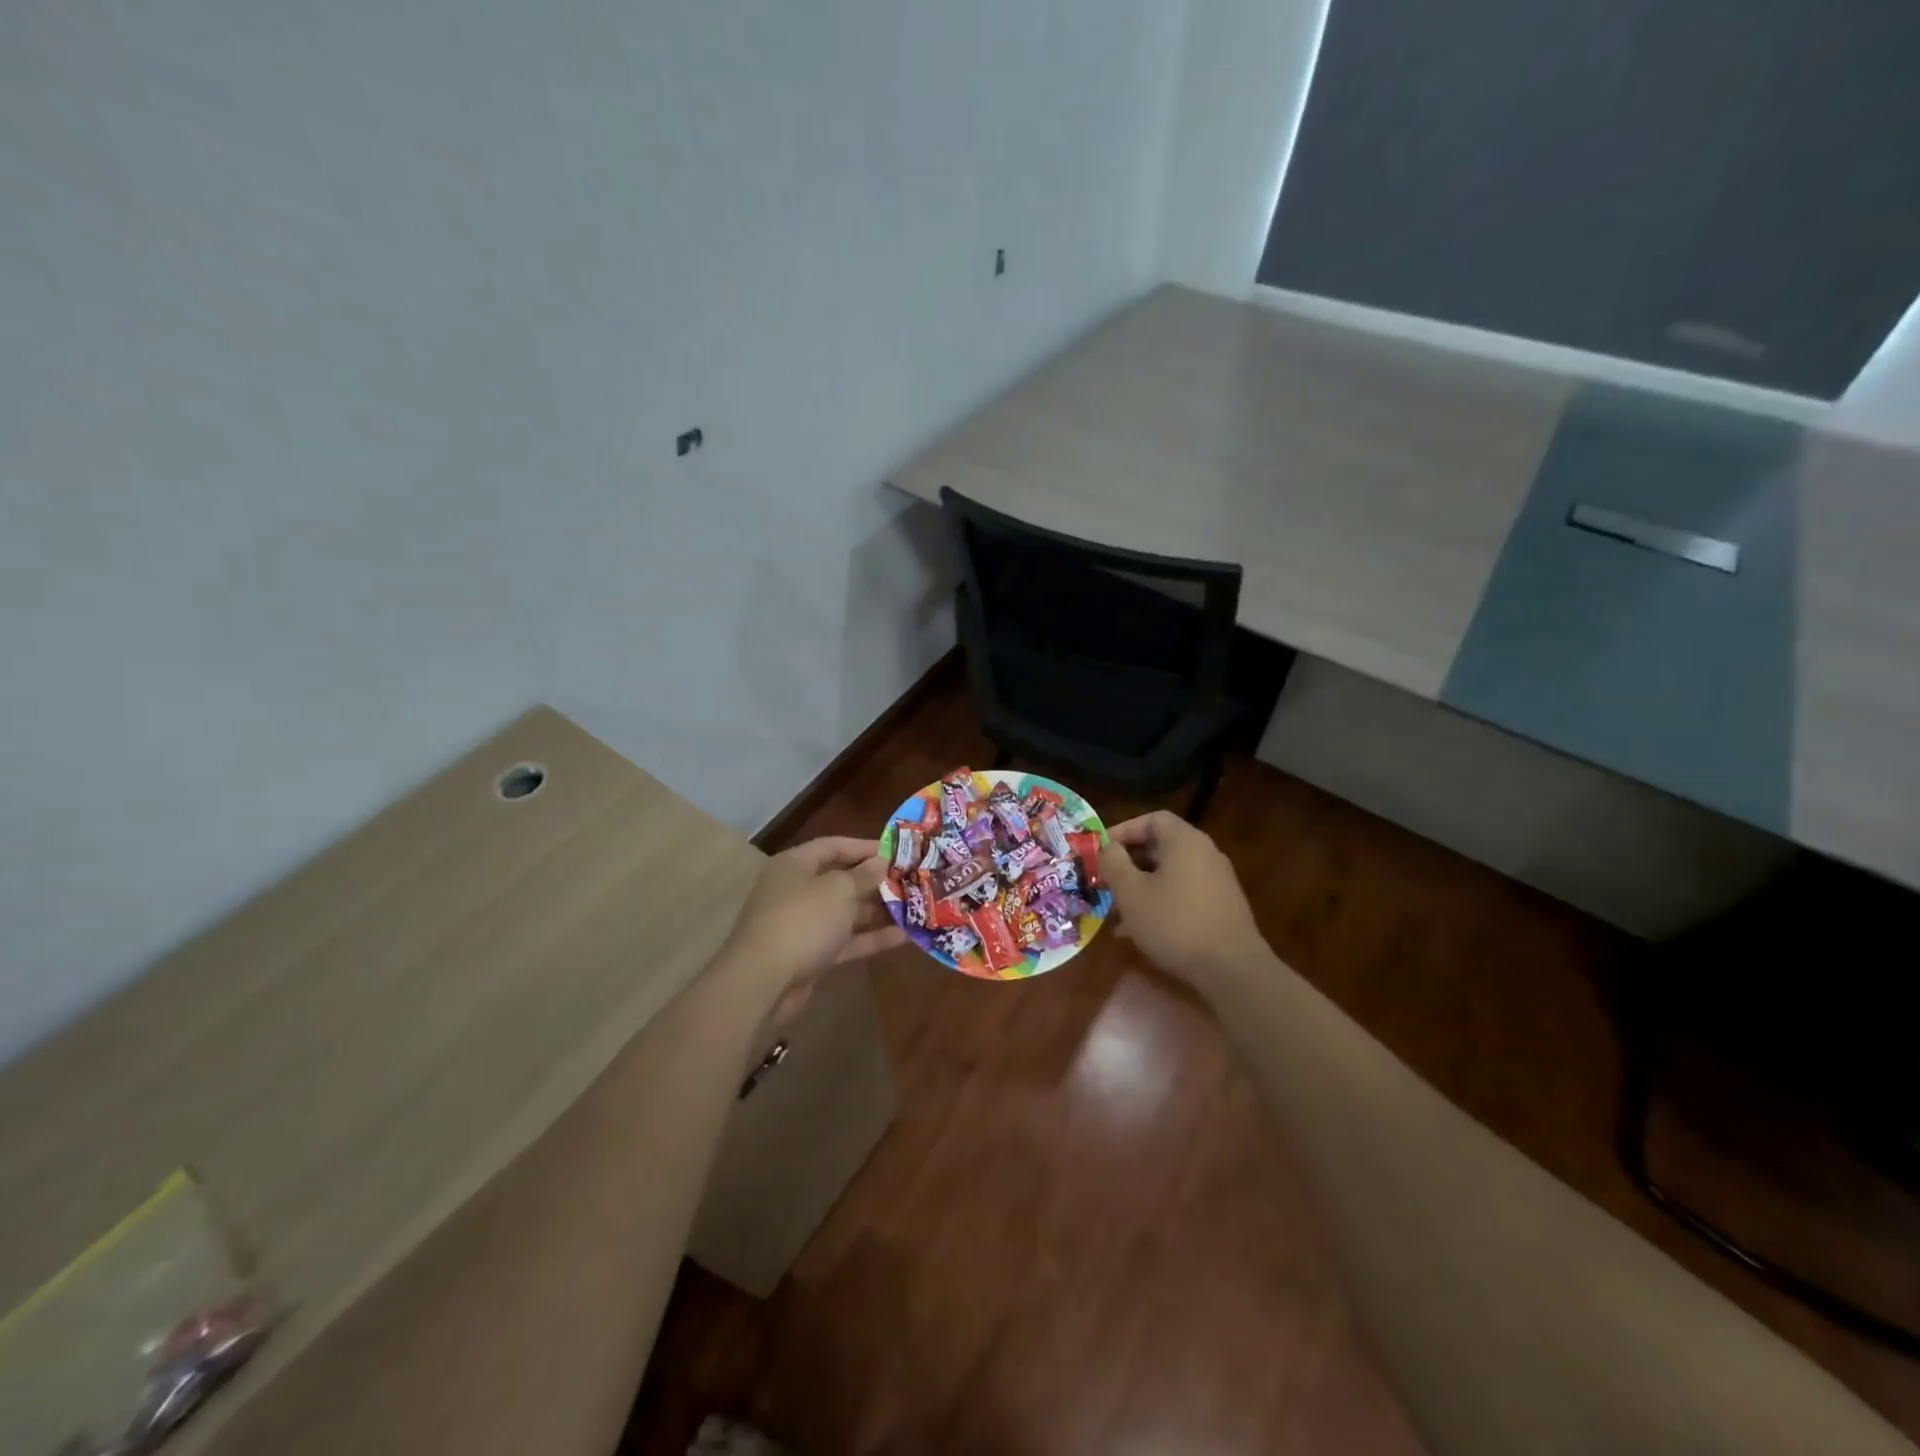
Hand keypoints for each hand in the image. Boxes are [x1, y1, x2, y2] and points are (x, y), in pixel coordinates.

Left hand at [720, 836, 908, 990]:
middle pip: (842, 879)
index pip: (834, 846)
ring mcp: (804, 924)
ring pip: (846, 912)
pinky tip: (904, 937)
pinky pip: (846, 940)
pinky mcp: (812, 954)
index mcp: (796, 865)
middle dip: (876, 881)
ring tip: (915, 907)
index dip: (865, 847)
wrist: (762, 982)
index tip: (898, 852)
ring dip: (878, 910)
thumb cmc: (802, 921)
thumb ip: (864, 875)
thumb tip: (881, 862)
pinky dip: (871, 938)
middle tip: (912, 881)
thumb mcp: (838, 890)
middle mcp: (798, 890)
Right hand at [1104, 810, 1269, 985]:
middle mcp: (1205, 853)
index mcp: (1185, 841)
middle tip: (1106, 883)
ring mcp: (1217, 881)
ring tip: (1117, 913)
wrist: (1232, 969)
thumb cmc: (1174, 922)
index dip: (1123, 830)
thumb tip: (1108, 848)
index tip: (1102, 852)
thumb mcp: (1131, 892)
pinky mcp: (1221, 907)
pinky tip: (1141, 932)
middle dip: (1129, 864)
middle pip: (1160, 847)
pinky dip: (1160, 904)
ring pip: (1170, 875)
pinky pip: (1183, 895)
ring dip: (1142, 888)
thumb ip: (1114, 863)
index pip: (1152, 819)